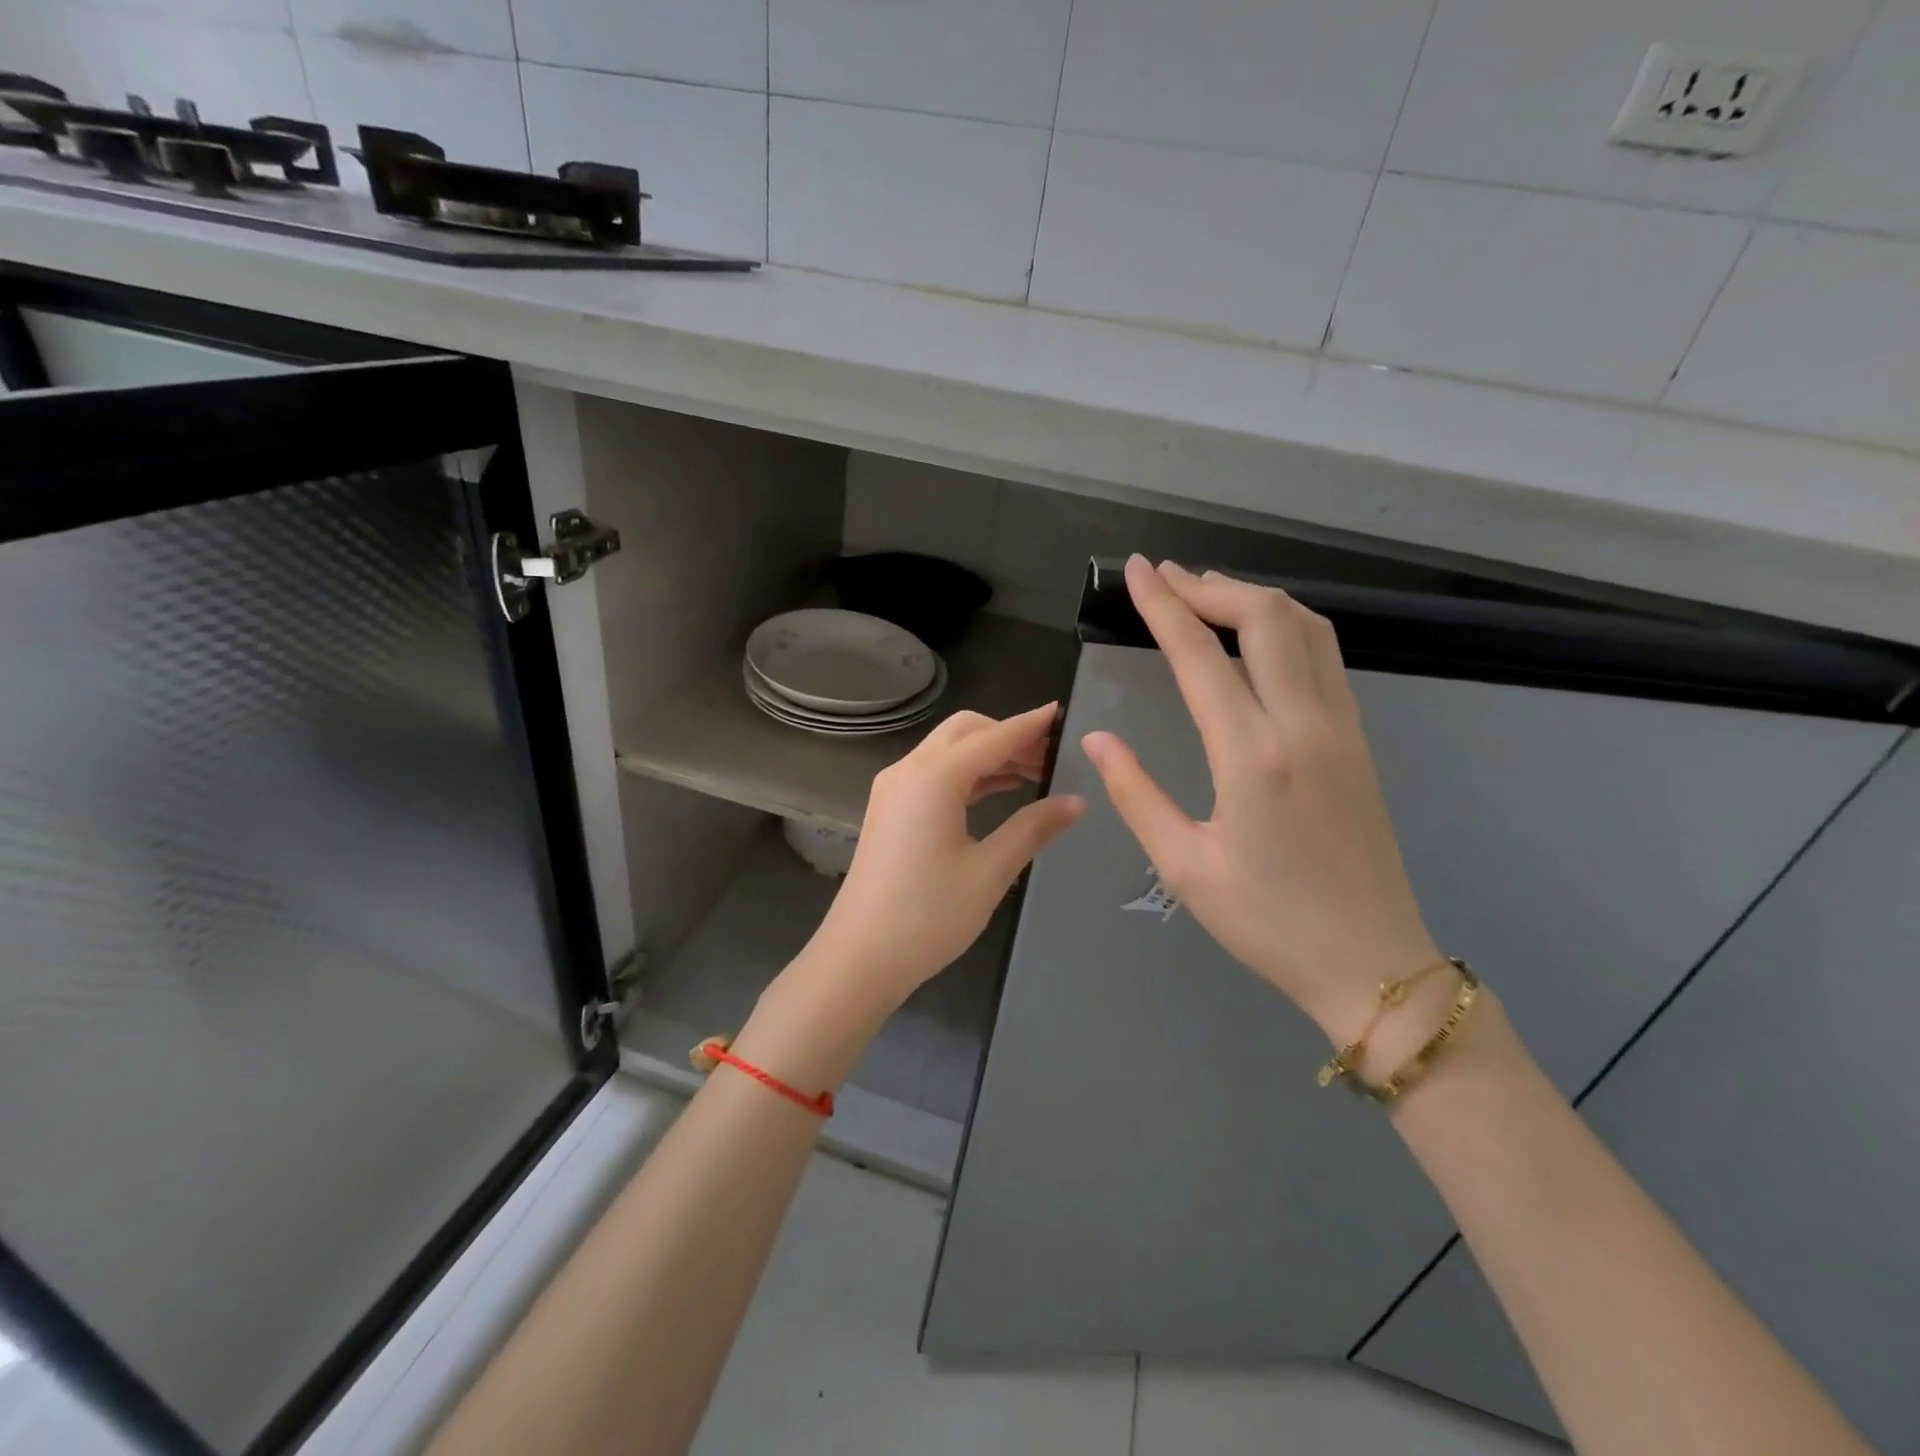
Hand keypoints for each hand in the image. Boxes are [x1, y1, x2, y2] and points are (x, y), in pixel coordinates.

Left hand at [788, 704, 1085, 1023]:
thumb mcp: (990, 871)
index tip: (1063, 713)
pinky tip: (998, 791)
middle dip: (1008, 735)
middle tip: (1051, 755)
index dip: (1030, 725)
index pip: (992, 737)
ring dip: (988, 755)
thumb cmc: (928, 915)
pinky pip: (934, 775)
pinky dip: (968, 775)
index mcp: (933, 777)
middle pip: (965, 732)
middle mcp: (908, 771)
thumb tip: (1075, 802)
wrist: (860, 957)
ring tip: (1035, 773)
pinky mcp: (889, 811)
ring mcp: (893, 790)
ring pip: (948, 752)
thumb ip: (1033, 828)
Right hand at [1081, 556, 1438, 1043]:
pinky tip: (1258, 636)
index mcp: (1252, 756)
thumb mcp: (1184, 866)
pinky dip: (1286, 625)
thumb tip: (1100, 738)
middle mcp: (1303, 725)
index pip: (1201, 656)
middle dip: (1211, 585)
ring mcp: (1342, 727)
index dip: (1164, 606)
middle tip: (1166, 576)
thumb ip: (1136, 794)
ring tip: (1207, 591)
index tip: (1137, 570)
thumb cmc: (1267, 922)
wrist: (1371, 961)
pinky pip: (1325, 656)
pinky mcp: (1359, 739)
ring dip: (1253, 597)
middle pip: (1265, 618)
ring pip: (1306, 628)